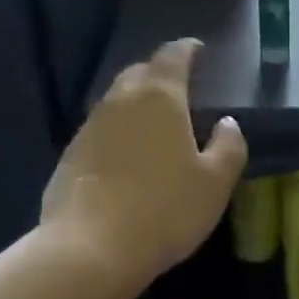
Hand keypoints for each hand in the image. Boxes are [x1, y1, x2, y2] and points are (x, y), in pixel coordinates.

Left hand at [41, 39, 247, 291]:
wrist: (92, 247)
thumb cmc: (165, 211)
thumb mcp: (214, 184)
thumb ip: (228, 148)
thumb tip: (228, 124)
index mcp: (159, 98)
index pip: (173, 57)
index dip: (187, 50)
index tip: (198, 50)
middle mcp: (119, 101)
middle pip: (139, 73)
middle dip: (159, 74)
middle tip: (178, 87)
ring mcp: (89, 128)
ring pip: (116, 102)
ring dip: (136, 105)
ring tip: (154, 123)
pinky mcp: (70, 156)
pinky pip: (100, 132)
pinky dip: (118, 134)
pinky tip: (127, 157)